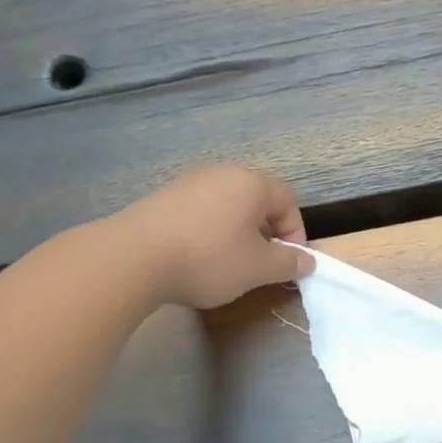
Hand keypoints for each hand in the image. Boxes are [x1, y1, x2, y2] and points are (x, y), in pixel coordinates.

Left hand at [119, 166, 313, 308]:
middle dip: (267, 232)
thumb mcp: (258, 268)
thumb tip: (307, 261)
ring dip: (238, 232)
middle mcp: (222, 174)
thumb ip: (288, 263)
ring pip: (228, 205)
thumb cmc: (209, 259)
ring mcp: (189, 183)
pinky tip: (198, 258)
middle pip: (258, 199)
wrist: (134, 257)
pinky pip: (201, 211)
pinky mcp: (164, 198)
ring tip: (230, 263)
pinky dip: (210, 232)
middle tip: (262, 263)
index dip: (296, 232)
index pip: (288, 199)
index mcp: (251, 184)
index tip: (289, 262)